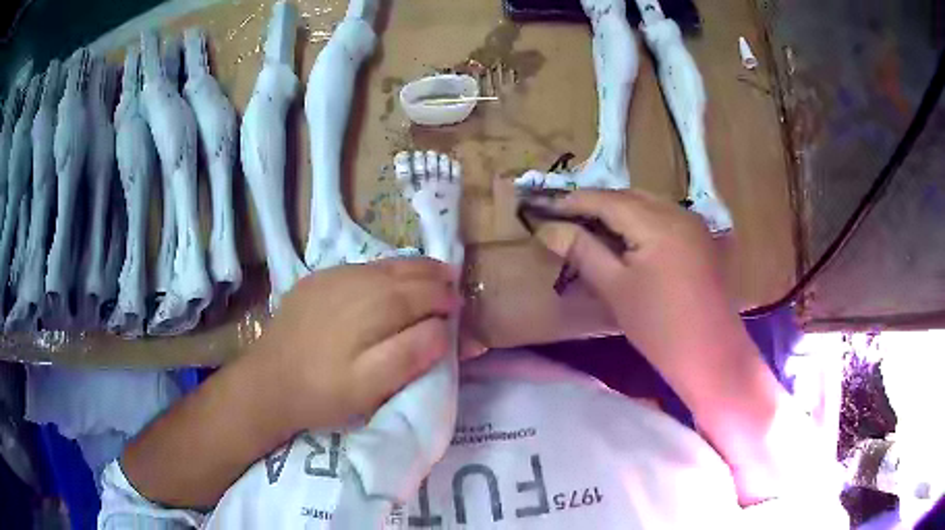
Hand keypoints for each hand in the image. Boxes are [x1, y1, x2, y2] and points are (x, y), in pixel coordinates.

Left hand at [246, 258, 461, 430]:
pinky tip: (387, 283)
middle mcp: (357, 279)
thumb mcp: (369, 387)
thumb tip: (443, 329)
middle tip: (452, 289)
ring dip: (413, 271)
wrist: (266, 382)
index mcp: (375, 305)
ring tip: (430, 279)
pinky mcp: (316, 280)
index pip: (425, 292)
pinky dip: (385, 272)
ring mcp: (333, 276)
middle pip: (407, 271)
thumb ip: (410, 355)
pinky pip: (362, 268)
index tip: (460, 312)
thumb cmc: (321, 392)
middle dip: (436, 278)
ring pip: (385, 265)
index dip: (448, 300)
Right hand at [528, 189, 736, 363]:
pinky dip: (639, 220)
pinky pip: (662, 216)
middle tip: (564, 218)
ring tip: (590, 227)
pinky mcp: (699, 237)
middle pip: (628, 196)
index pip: (607, 200)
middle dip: (595, 204)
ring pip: (647, 204)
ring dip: (617, 211)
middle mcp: (678, 212)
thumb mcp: (615, 288)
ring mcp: (693, 223)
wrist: (711, 354)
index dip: (574, 202)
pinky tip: (626, 237)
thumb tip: (547, 229)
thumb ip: (582, 251)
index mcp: (658, 223)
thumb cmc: (659, 327)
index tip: (544, 209)